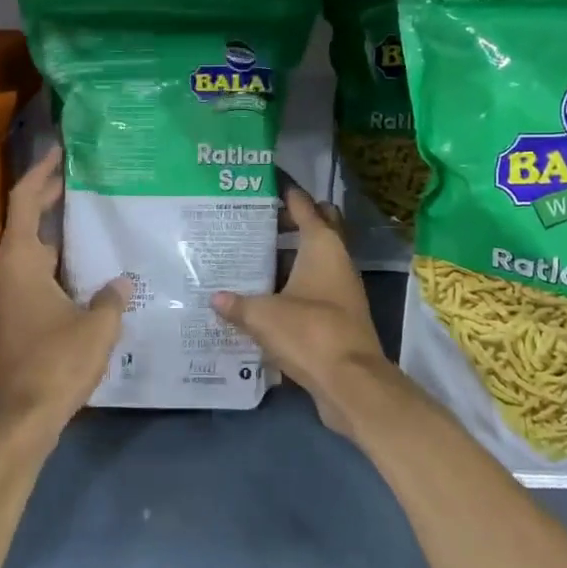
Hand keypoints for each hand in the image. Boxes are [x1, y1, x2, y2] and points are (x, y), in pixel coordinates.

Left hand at [0, 148, 129, 444]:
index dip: (42, 172)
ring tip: (95, 215)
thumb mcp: (97, 326)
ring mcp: (9, 294)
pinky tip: (89, 264)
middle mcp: (8, 271)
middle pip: (28, 220)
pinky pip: (36, 271)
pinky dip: (59, 259)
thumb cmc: (57, 364)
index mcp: (21, 262)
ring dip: (58, 230)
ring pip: (33, 248)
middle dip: (53, 195)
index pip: (26, 201)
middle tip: (87, 176)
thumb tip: (121, 282)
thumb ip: (111, 297)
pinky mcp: (15, 313)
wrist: (23, 418)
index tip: (62, 151)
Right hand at [211, 188, 389, 436]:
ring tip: (254, 256)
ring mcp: (341, 289)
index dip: (288, 194)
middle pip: (318, 229)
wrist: (350, 382)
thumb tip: (215, 297)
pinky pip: (313, 288)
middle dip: (292, 222)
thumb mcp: (263, 315)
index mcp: (322, 246)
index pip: (305, 207)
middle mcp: (337, 261)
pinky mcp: (339, 315)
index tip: (268, 185)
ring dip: (290, 257)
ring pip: (314, 260)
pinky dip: (294, 284)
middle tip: (258, 222)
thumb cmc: (309, 333)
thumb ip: (237, 304)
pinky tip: (266, 294)